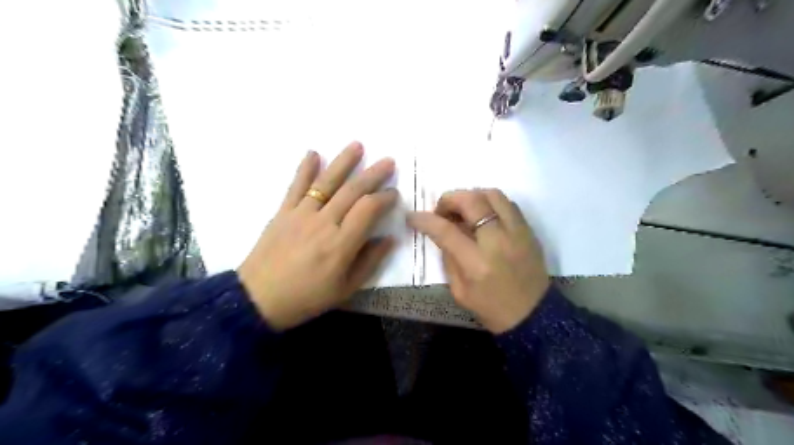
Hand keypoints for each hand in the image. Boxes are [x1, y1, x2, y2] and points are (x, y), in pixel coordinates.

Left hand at [235, 142, 395, 329]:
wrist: (259, 299)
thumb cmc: (307, 297)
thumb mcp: (346, 289)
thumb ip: (370, 261)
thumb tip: (389, 239)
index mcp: (341, 244)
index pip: (368, 210)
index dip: (384, 198)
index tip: (394, 193)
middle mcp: (323, 223)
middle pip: (352, 191)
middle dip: (373, 174)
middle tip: (388, 161)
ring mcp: (301, 214)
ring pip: (327, 182)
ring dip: (343, 162)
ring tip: (358, 145)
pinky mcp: (283, 212)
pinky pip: (296, 186)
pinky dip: (305, 168)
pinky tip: (313, 153)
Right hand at [405, 188, 550, 333]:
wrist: (533, 315)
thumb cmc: (491, 308)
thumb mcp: (459, 291)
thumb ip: (449, 258)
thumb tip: (442, 233)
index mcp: (477, 263)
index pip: (446, 230)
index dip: (425, 220)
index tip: (413, 216)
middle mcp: (498, 241)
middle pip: (472, 201)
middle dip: (449, 199)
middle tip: (442, 211)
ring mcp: (518, 232)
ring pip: (493, 194)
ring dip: (472, 196)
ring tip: (463, 210)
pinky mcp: (529, 231)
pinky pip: (508, 203)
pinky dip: (490, 203)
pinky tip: (483, 215)